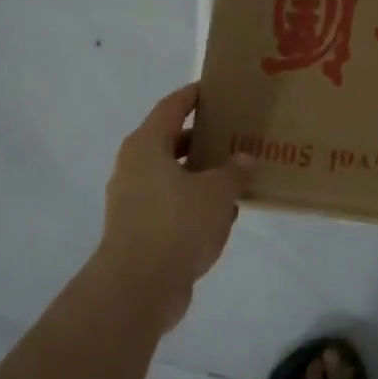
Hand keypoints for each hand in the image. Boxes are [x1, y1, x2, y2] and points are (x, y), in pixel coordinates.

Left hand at [96, 84, 255, 326]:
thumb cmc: (176, 225)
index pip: (172, 107)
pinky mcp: (139, 231)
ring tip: (236, 173)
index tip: (215, 90)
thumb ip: (234, 170)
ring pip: (173, 176)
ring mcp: (133, 201)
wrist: (138, 288)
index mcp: (146, 146)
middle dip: (202, 138)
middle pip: (171, 141)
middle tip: (234, 133)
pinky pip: (172, 206)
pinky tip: (224, 213)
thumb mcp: (216, 192)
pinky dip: (195, 204)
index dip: (193, 96)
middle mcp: (134, 167)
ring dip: (201, 175)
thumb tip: (243, 158)